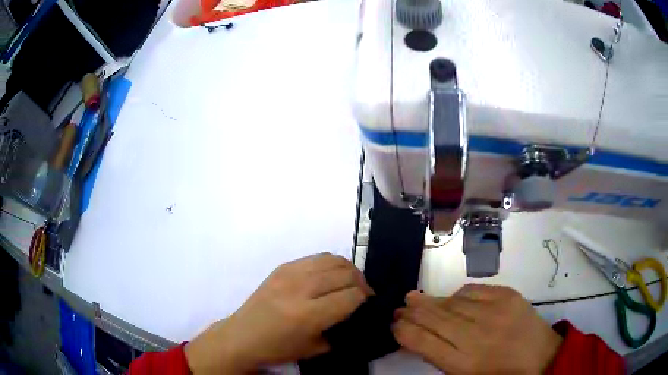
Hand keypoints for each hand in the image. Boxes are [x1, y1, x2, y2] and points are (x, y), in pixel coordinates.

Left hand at [185, 253, 372, 373]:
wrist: (242, 336)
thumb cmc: (278, 348)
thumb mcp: (316, 348)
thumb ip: (340, 329)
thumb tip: (358, 311)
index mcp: (308, 315)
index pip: (351, 296)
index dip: (366, 298)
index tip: (369, 303)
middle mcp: (300, 289)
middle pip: (345, 274)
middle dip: (361, 283)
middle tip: (362, 293)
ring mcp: (289, 274)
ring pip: (332, 260)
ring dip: (348, 270)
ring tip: (349, 282)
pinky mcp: (282, 267)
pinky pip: (316, 257)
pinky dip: (330, 264)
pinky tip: (329, 276)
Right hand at [392, 285, 561, 373]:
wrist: (541, 357)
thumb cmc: (500, 374)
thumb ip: (442, 358)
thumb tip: (420, 338)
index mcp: (463, 363)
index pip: (424, 342)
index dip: (405, 332)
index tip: (394, 325)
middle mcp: (475, 336)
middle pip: (435, 319)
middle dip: (412, 313)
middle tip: (399, 306)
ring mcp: (493, 312)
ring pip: (451, 303)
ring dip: (431, 301)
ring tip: (414, 297)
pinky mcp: (507, 296)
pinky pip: (473, 290)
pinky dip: (458, 295)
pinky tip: (452, 299)